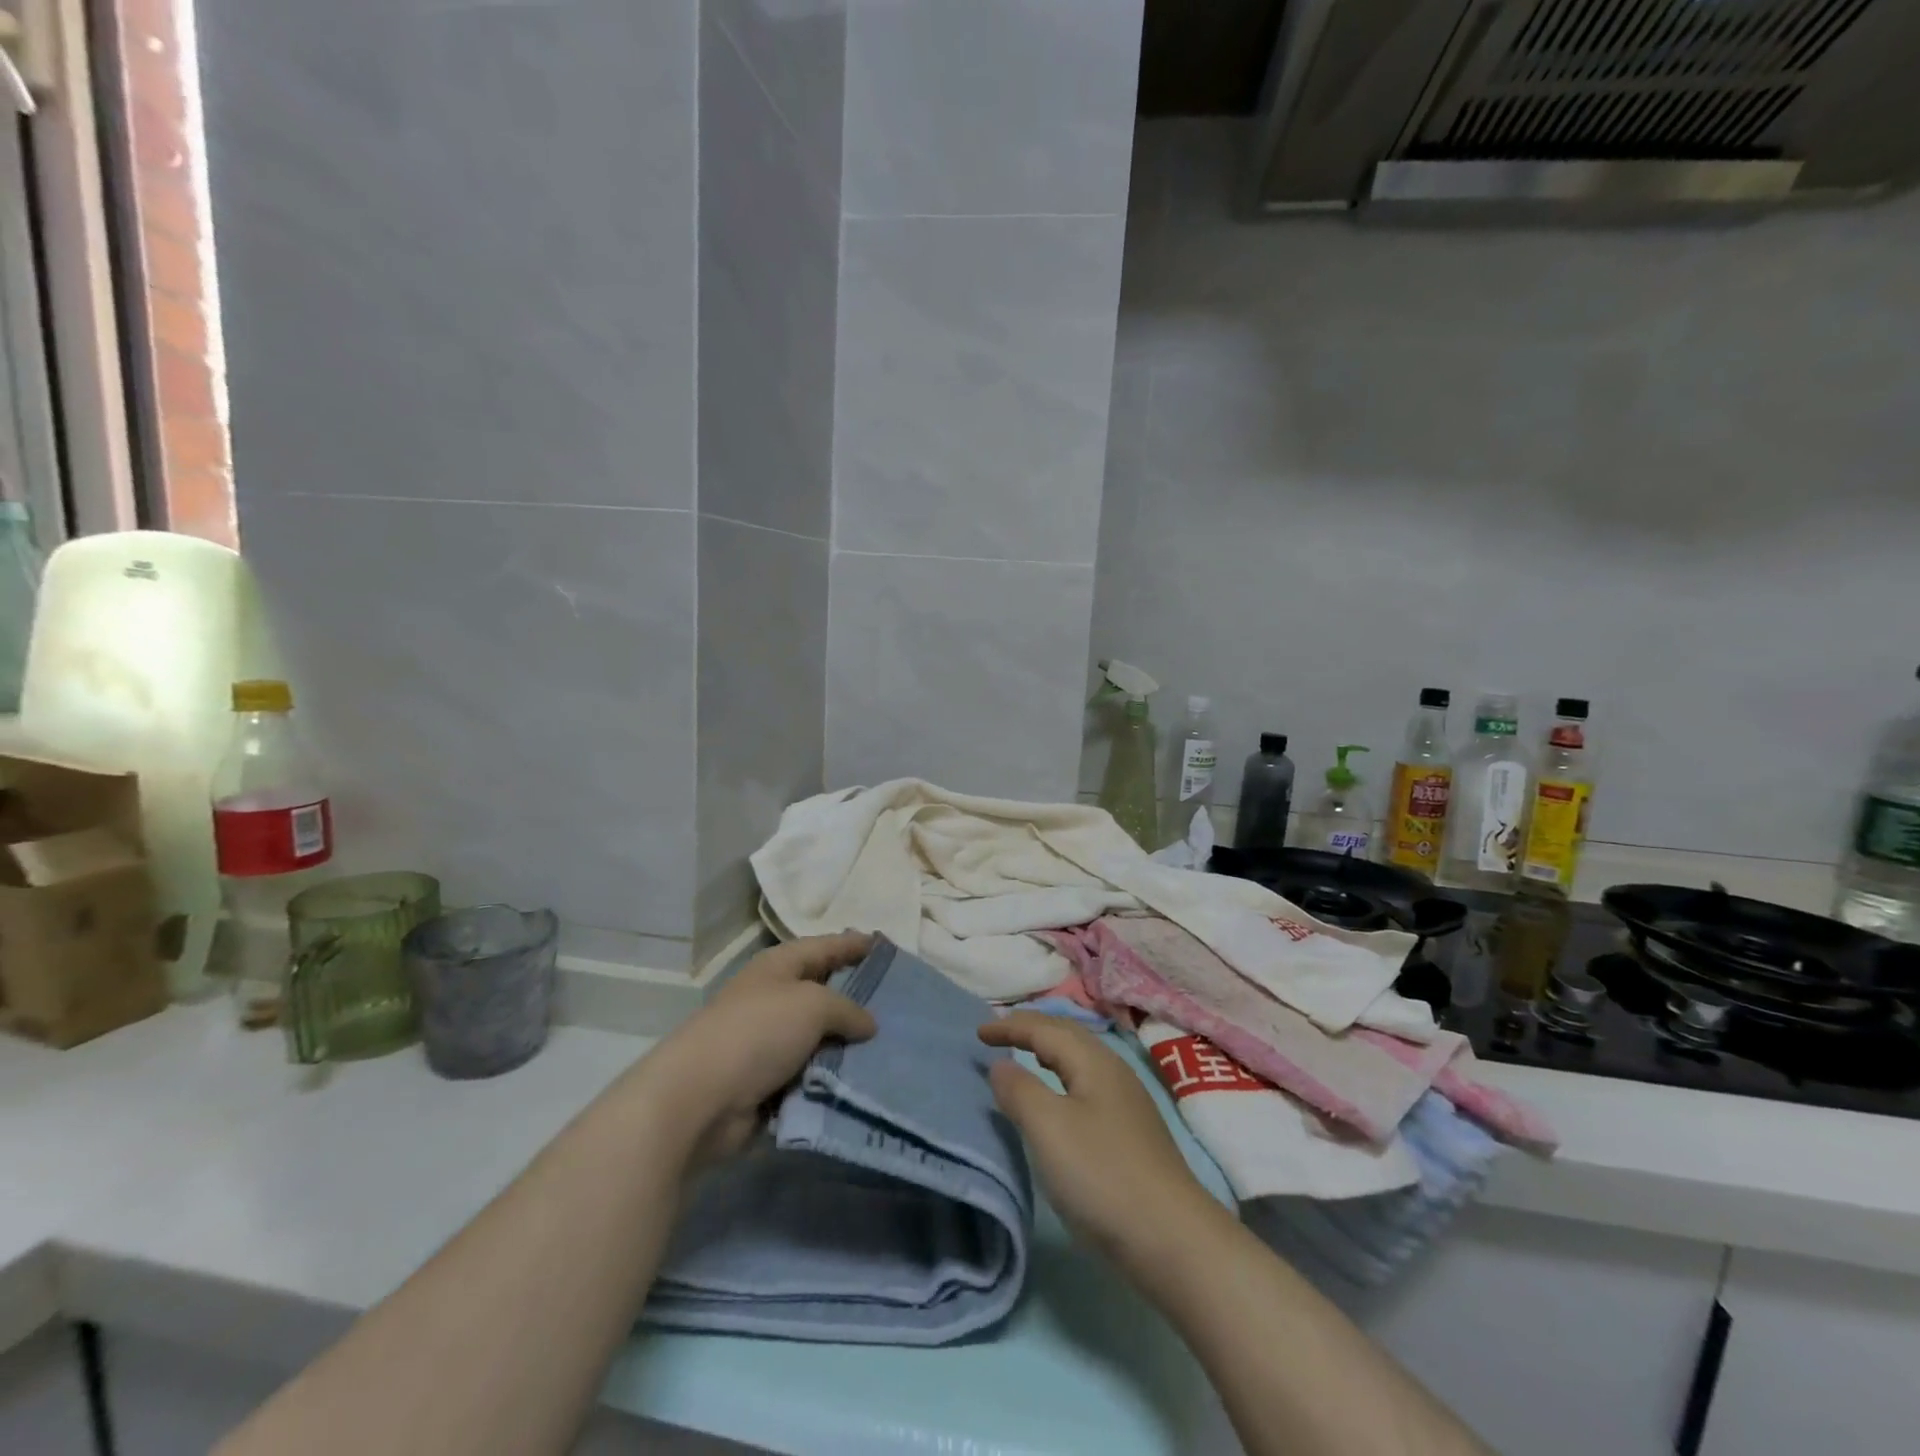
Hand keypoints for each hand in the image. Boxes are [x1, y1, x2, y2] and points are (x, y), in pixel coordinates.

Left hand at [641, 932, 876, 1166]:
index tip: (886, 947)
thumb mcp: (813, 1005)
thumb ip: (848, 1009)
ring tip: (893, 1047)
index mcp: (779, 967)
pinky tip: (865, 1081)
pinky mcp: (767, 1082)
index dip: (854, 945)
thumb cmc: (757, 1032)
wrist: (699, 1099)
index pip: (825, 947)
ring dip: (849, 1045)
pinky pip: (811, 1074)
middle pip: (824, 992)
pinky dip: (832, 1077)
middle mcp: (774, 998)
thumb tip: (869, 1024)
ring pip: (820, 1038)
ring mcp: (769, 1042)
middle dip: (859, 998)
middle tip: (902, 1004)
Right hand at [979, 1012, 1223, 1268]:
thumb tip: (1001, 1064)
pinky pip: (1087, 1084)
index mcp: (1094, 1061)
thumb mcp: (1048, 1128)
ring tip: (1026, 1057)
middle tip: (1000, 1035)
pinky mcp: (1133, 1132)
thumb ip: (1019, 1090)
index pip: (1045, 1028)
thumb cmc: (1102, 1175)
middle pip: (1068, 1035)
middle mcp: (1113, 1071)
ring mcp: (1127, 1102)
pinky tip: (1060, 1101)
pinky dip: (1063, 1077)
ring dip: (1050, 1051)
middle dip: (1032, 1029)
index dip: (1010, 1026)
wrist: (1172, 1238)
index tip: (978, 1033)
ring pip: (1081, 1060)